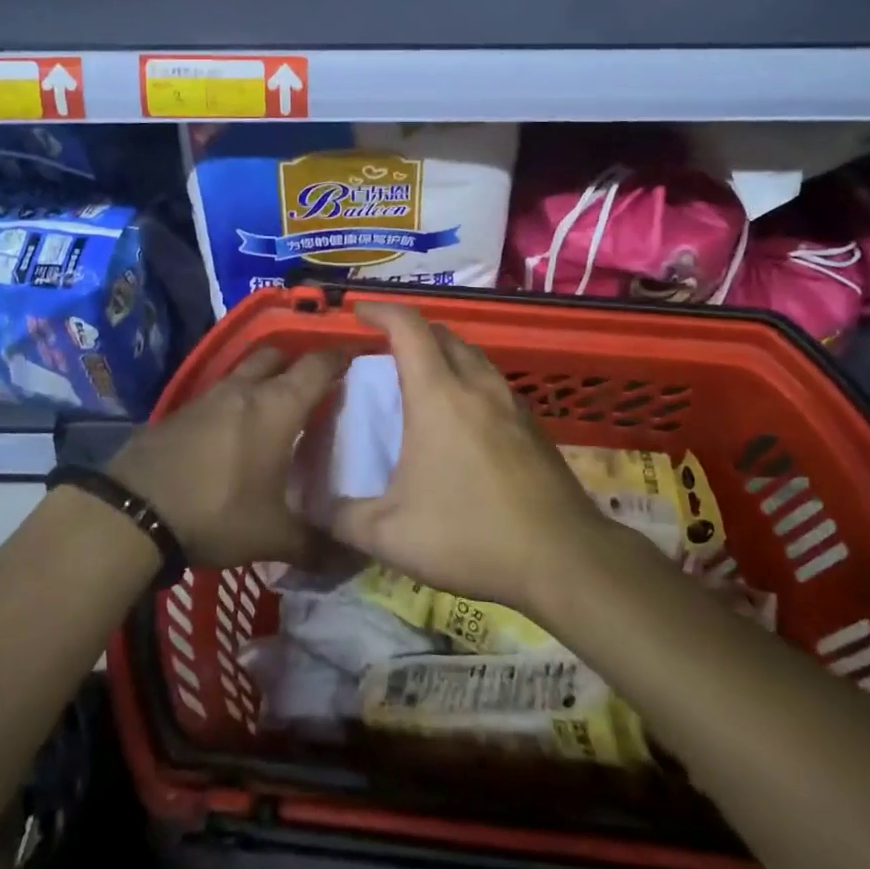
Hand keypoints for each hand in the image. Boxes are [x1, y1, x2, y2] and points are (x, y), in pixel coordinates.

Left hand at [110, 347, 344, 569]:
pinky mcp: (183, 411)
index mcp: (278, 405)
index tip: (359, 363)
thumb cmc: (218, 511)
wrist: (135, 510)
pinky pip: (221, 393)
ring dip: (265, 379)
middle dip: (299, 362)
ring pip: (246, 371)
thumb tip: (356, 560)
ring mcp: (210, 396)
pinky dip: (237, 401)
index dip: (341, 358)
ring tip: (280, 409)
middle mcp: (246, 388)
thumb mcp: (273, 536)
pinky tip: (238, 431)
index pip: (318, 364)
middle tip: (318, 388)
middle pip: (279, 355)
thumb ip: (318, 545)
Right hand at [328, 303, 608, 612]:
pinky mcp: (532, 424)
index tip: (357, 311)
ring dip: (442, 352)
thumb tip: (305, 504)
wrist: (564, 557)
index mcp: (439, 396)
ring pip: (471, 354)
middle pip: (442, 333)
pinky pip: (491, 381)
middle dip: (410, 330)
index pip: (408, 327)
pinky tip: (462, 417)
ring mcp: (510, 402)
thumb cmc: (472, 536)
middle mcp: (476, 385)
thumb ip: (340, 516)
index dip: (380, 310)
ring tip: (420, 378)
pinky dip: (467, 378)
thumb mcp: (391, 535)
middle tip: (384, 350)